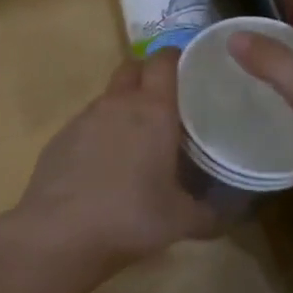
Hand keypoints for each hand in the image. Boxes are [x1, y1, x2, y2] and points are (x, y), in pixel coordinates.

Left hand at [0, 50, 218, 281]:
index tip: (192, 71)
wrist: (60, 233)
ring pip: (109, 97)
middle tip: (167, 103)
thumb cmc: (131, 217)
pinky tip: (105, 166)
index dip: (177, 59)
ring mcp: (83, 118)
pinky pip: (87, 123)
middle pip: (133, 68)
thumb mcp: (183, 220)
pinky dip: (100, 133)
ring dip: (124, 107)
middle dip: (148, 76)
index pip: (164, 60)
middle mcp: (117, 103)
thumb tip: (232, 212)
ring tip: (138, 140)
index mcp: (152, 110)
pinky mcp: (59, 138)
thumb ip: (212, 212)